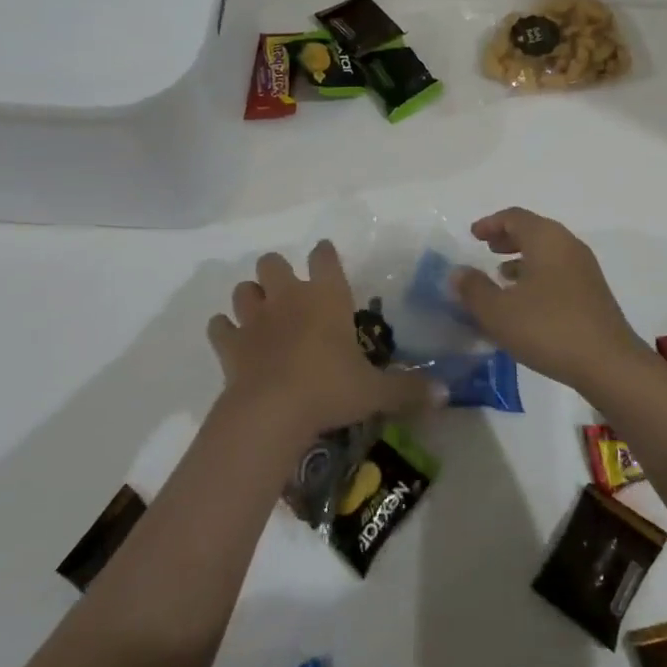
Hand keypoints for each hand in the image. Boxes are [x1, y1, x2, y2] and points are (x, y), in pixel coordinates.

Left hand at [207, 240, 437, 441]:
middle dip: (278, 272)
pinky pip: (219, 327)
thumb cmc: (330, 389)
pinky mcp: (230, 344)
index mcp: (326, 296)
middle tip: (289, 294)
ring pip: (243, 289)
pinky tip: (233, 341)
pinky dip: (224, 330)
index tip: (326, 258)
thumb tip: (446, 392)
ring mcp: (255, 318)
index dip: (325, 254)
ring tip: (260, 315)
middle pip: (273, 262)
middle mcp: (289, 297)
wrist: (272, 412)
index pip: (324, 256)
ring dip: (250, 298)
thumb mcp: (377, 392)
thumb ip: (410, 389)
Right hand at [453, 208, 651, 396]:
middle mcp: (568, 245)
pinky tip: (526, 302)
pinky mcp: (593, 293)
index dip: (490, 223)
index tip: (472, 235)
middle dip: (507, 238)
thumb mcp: (498, 311)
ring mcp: (585, 269)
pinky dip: (537, 275)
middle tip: (486, 249)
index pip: (514, 217)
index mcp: (546, 239)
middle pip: (534, 230)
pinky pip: (558, 271)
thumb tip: (458, 272)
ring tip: (501, 276)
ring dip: (523, 258)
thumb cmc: (548, 328)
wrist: (609, 364)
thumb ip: (473, 288)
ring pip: (547, 252)